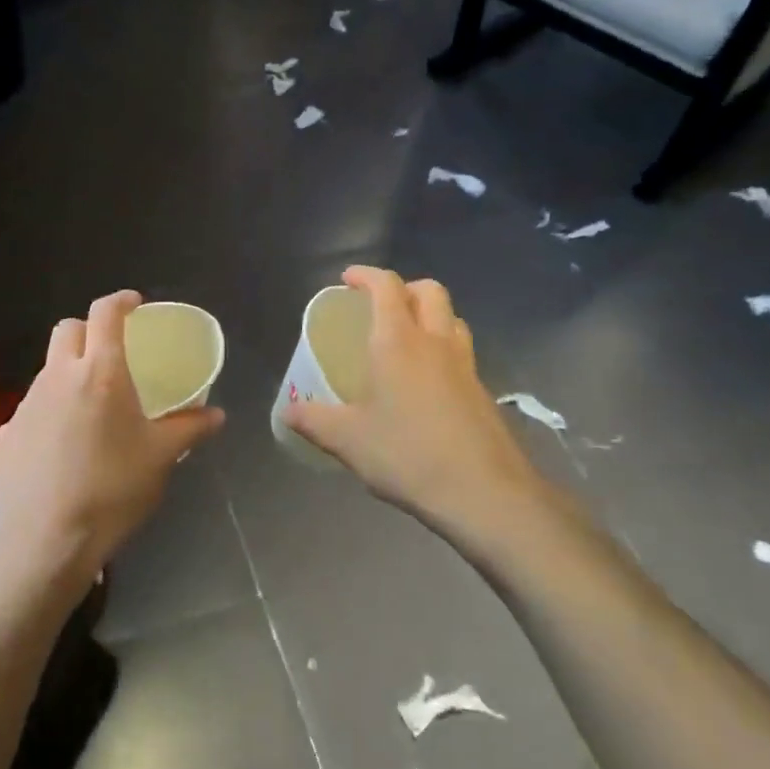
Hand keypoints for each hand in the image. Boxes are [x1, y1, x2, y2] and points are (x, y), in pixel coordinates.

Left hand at [0, 291, 224, 585]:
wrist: (46, 542)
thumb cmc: (113, 490)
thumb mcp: (161, 458)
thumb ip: (190, 428)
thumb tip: (217, 415)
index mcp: (100, 372)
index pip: (105, 313)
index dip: (120, 301)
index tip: (135, 305)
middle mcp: (58, 377)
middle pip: (68, 329)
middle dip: (89, 330)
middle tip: (111, 353)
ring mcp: (26, 405)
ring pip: (47, 370)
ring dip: (68, 374)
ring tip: (90, 409)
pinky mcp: (5, 434)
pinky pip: (31, 410)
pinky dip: (49, 414)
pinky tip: (61, 448)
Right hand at [284, 267, 543, 538]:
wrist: (483, 493)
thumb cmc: (407, 455)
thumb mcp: (348, 440)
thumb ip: (313, 420)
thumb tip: (286, 412)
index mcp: (398, 341)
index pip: (387, 286)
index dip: (367, 275)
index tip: (348, 279)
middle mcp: (436, 342)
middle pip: (430, 290)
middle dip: (404, 288)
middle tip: (381, 305)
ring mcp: (466, 365)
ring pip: (452, 319)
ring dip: (430, 315)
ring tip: (407, 337)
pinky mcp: (483, 392)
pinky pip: (462, 353)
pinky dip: (444, 349)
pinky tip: (428, 383)